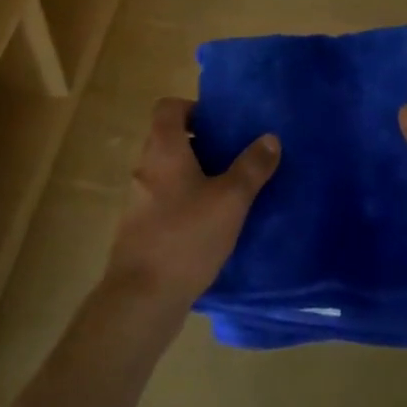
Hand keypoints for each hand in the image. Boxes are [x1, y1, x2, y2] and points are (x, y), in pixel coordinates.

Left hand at [103, 98, 280, 311]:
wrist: (141, 298)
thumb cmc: (187, 236)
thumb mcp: (231, 200)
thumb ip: (252, 167)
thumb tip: (270, 138)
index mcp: (163, 149)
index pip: (168, 107)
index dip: (192, 108)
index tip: (219, 125)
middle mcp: (145, 167)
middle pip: (167, 139)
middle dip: (198, 144)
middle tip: (230, 158)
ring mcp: (137, 200)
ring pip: (166, 172)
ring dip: (191, 175)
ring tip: (225, 193)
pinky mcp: (137, 229)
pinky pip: (162, 201)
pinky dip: (182, 202)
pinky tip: (207, 226)